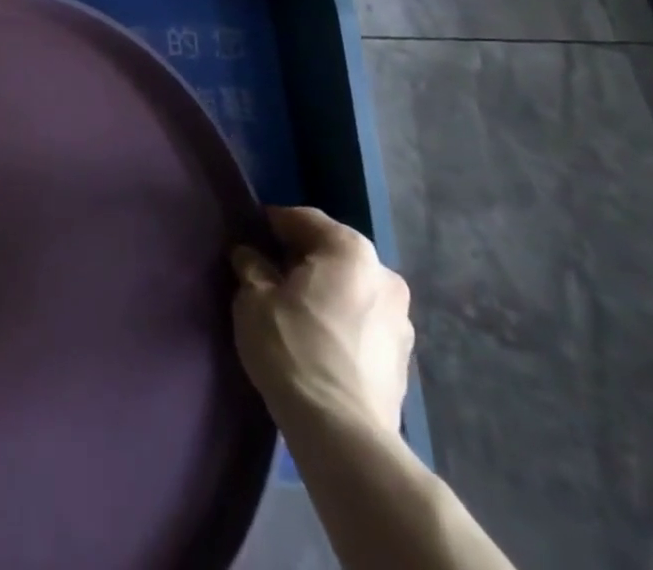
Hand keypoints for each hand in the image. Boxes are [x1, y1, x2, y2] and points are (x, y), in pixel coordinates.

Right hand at [230, 206, 412, 449]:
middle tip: (268, 275)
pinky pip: (363, 322)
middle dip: (301, 259)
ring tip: (293, 312)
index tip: (250, 239)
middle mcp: (385, 275)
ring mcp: (401, 320)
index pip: (304, 219)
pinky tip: (317, 341)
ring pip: (351, 289)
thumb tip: (249, 255)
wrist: (342, 434)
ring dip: (324, 292)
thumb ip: (252, 266)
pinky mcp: (404, 360)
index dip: (272, 225)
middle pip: (332, 253)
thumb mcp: (254, 298)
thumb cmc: (293, 348)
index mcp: (350, 250)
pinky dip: (341, 322)